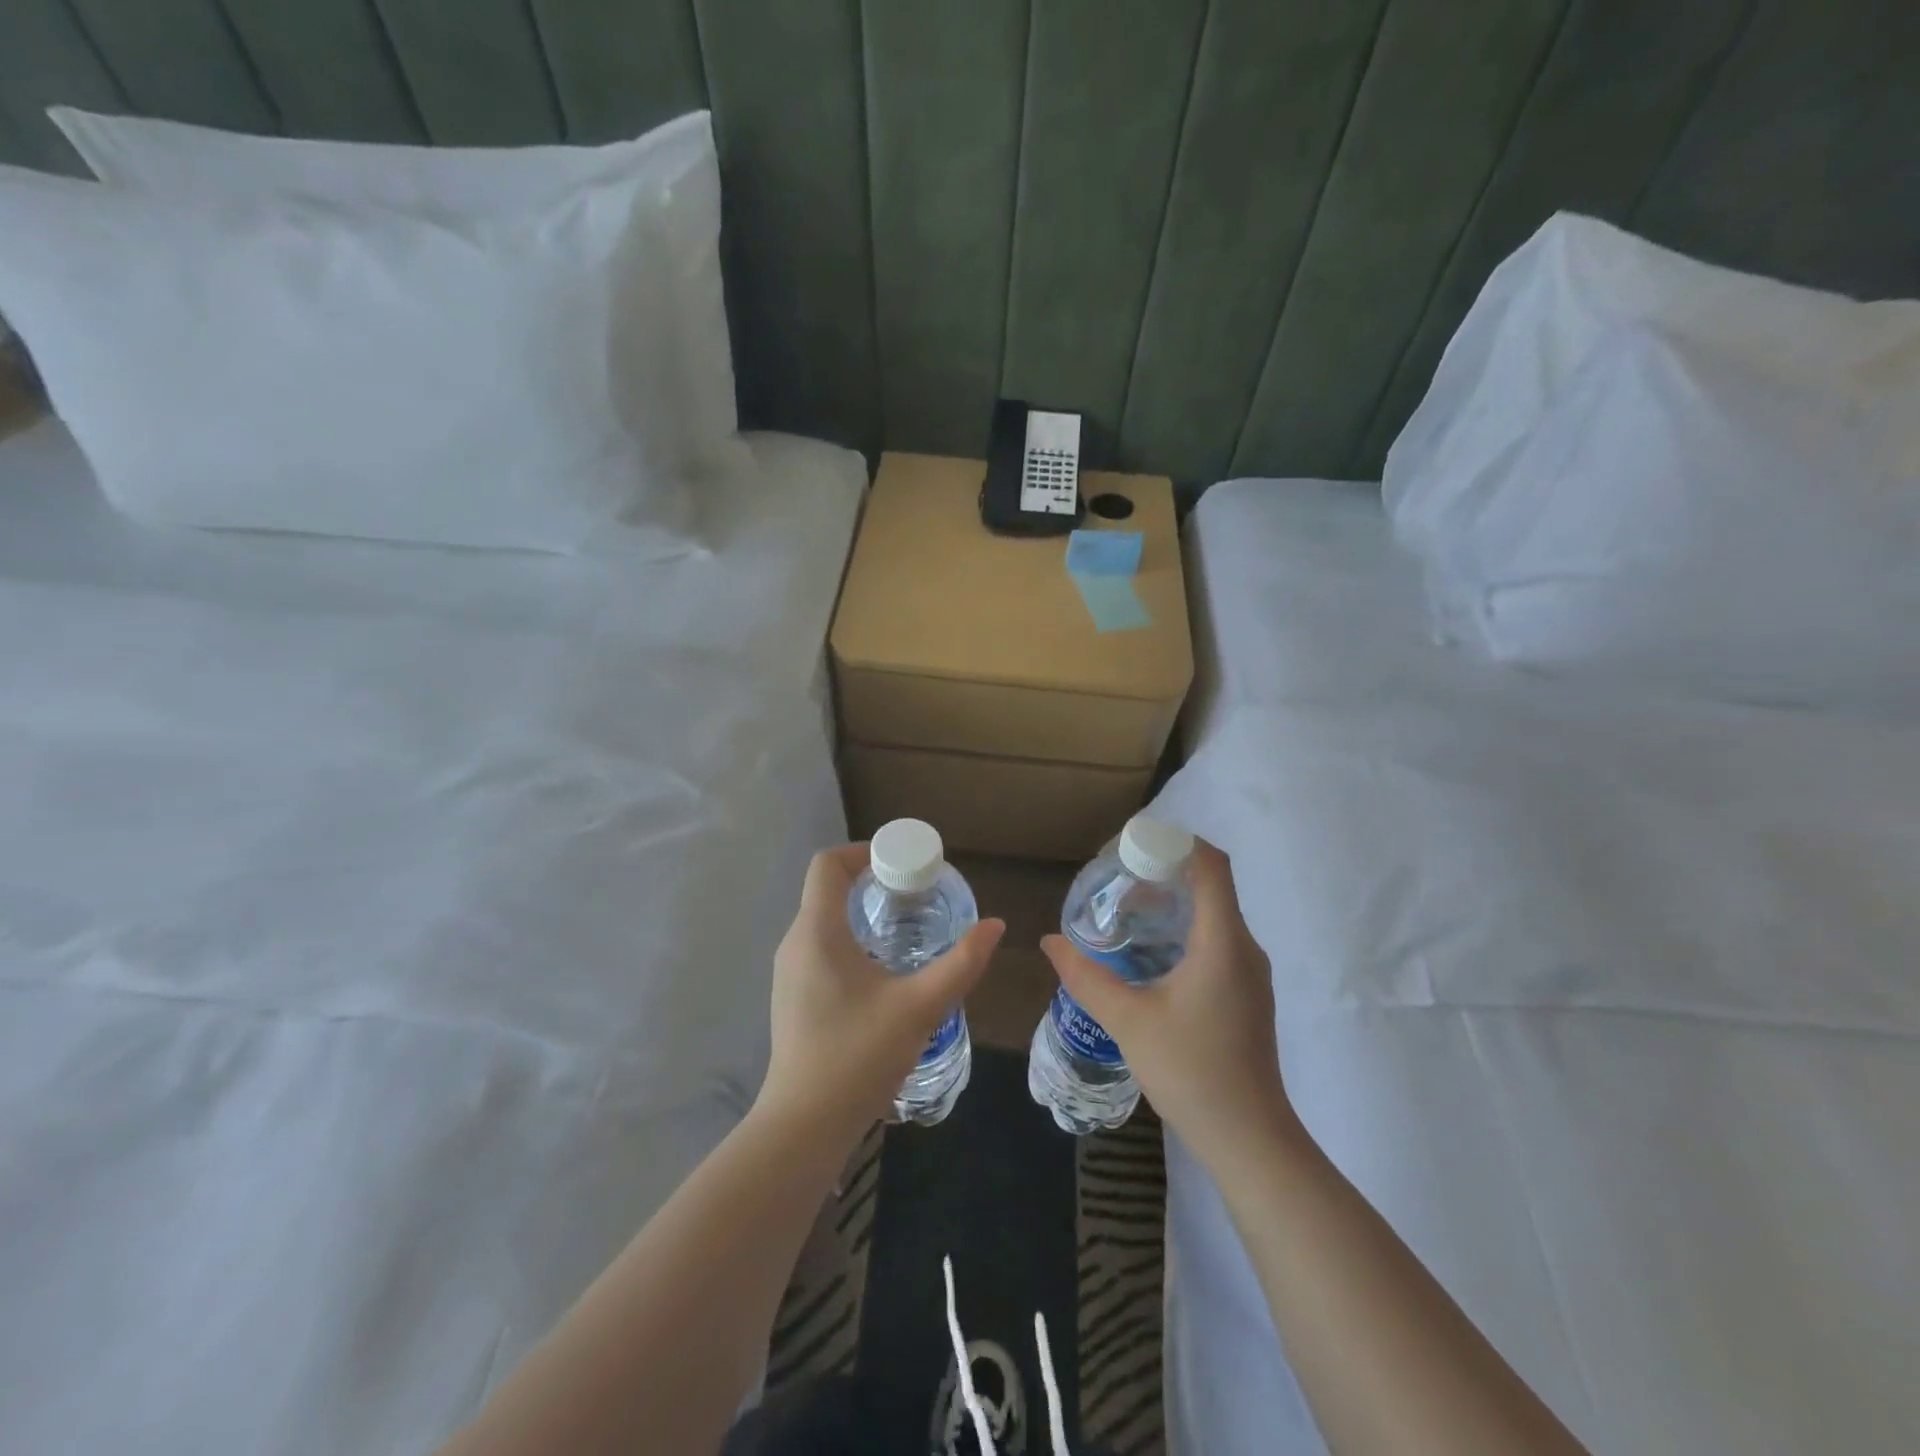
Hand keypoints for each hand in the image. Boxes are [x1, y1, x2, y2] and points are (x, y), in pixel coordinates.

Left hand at [758, 844, 1003, 1142]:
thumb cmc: (857, 1056)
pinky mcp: (793, 998)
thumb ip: (961, 964)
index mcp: (817, 931)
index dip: (863, 851)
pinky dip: (851, 941)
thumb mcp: (919, 1007)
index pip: (827, 864)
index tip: (902, 864)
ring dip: (863, 914)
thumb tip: (995, 926)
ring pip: (825, 921)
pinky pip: (820, 948)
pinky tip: (883, 972)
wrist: (803, 1126)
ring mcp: (789, 973)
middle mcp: (795, 943)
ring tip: (907, 931)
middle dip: (872, 883)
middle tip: (917, 896)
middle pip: (828, 890)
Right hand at [1040, 839, 1297, 1168]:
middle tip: (1118, 879)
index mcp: (1222, 942)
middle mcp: (1244, 947)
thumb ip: (1085, 977)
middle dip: (1165, 871)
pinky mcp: (1247, 993)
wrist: (1249, 1139)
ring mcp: (1250, 972)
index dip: (1176, 842)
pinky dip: (1184, 929)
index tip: (1133, 846)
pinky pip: (1217, 940)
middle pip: (1210, 885)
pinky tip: (1150, 954)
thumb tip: (1049, 942)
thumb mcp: (1127, 1020)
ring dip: (1173, 902)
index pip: (1211, 865)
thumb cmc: (1190, 1071)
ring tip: (1127, 913)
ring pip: (1214, 914)